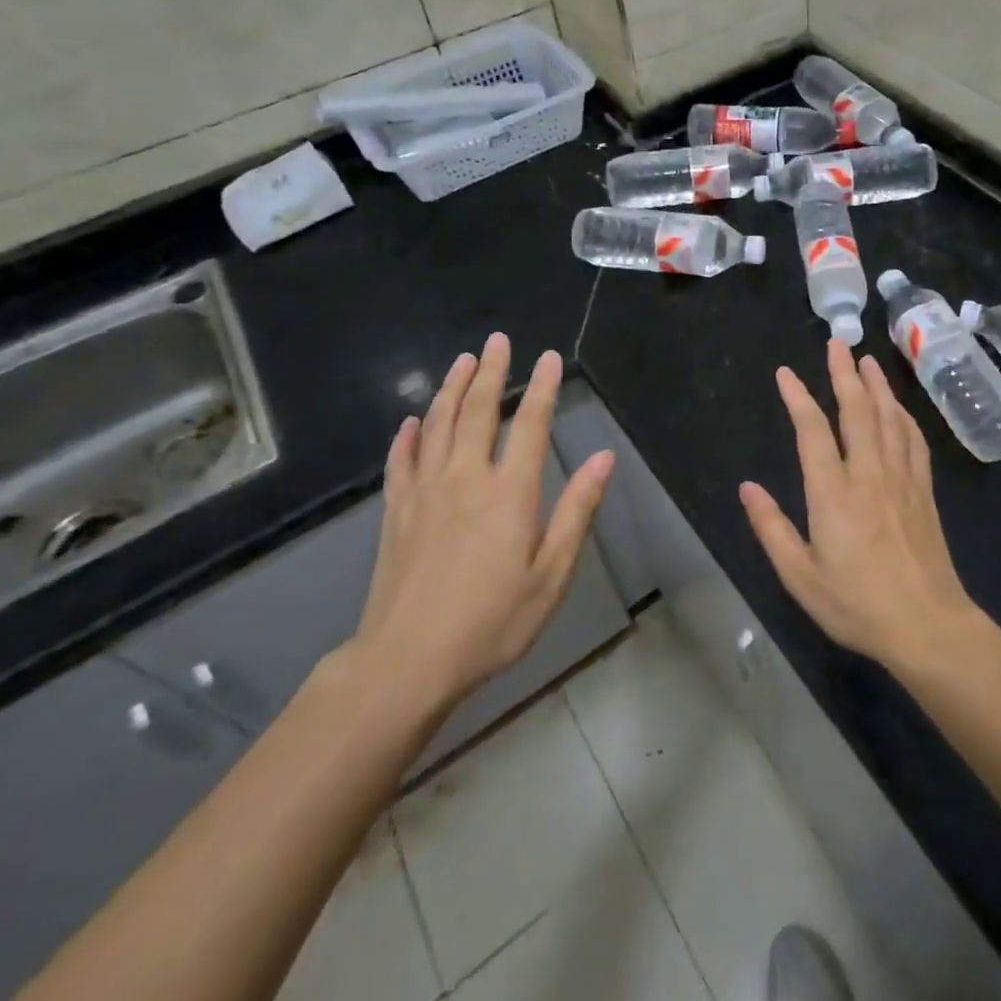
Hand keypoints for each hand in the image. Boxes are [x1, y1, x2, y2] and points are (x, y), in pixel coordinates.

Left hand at [350, 332, 614, 717]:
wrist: (407, 661)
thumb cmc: (492, 622)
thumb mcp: (551, 574)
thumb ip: (577, 511)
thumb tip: (605, 458)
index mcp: (509, 492)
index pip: (531, 424)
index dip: (542, 387)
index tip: (548, 357)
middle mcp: (465, 478)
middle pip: (478, 411)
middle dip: (491, 372)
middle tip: (497, 340)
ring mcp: (424, 491)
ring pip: (438, 424)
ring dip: (452, 388)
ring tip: (463, 361)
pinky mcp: (396, 511)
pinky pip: (401, 460)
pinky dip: (408, 435)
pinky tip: (412, 421)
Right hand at [740, 340, 980, 673]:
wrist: (927, 626)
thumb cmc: (857, 604)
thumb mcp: (800, 576)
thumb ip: (771, 528)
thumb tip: (747, 487)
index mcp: (833, 493)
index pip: (813, 431)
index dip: (798, 397)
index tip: (785, 373)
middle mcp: (868, 474)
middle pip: (857, 411)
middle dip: (844, 374)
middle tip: (837, 343)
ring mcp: (901, 479)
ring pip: (889, 418)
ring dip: (877, 385)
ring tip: (867, 360)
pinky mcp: (924, 491)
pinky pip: (914, 441)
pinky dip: (904, 416)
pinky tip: (899, 407)